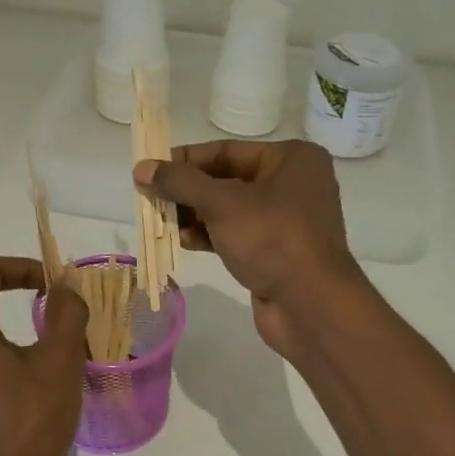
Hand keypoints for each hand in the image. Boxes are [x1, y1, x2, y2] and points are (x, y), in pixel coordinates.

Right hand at [135, 140, 371, 357]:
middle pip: (227, 179)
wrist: (311, 305)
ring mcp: (287, 220)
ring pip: (230, 210)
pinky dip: (211, 236)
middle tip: (151, 198)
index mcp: (292, 159)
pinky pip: (238, 235)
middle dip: (188, 191)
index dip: (185, 159)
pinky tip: (185, 242)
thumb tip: (142, 168)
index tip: (150, 169)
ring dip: (195, 215)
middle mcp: (294, 184)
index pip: (227, 150)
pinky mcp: (278, 252)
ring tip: (164, 223)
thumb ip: (180, 182)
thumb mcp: (221, 204)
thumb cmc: (271, 239)